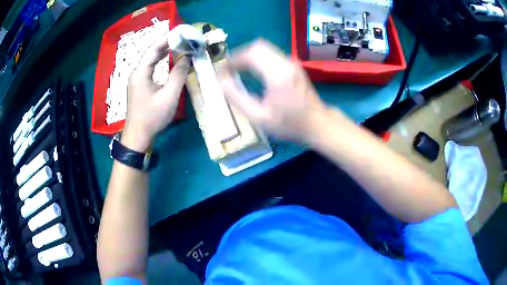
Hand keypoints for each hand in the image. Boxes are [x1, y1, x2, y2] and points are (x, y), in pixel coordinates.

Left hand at [122, 36, 189, 151]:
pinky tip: (168, 59)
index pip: (154, 48)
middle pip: (151, 52)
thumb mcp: (169, 95)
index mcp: (140, 72)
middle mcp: (136, 72)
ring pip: (150, 59)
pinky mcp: (139, 85)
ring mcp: (136, 79)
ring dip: (163, 51)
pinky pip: (150, 67)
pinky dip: (160, 61)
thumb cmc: (152, 117)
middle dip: (167, 43)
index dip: (168, 38)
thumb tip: (187, 57)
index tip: (182, 33)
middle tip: (184, 38)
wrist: (138, 136)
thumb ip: (179, 74)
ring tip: (179, 45)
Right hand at [218, 40, 329, 142]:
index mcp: (277, 74)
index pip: (249, 55)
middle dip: (239, 55)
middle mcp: (285, 62)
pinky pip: (271, 53)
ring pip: (264, 48)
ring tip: (237, 70)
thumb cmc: (288, 124)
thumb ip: (237, 97)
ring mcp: (292, 62)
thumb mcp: (258, 117)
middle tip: (228, 69)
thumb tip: (221, 80)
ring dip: (248, 55)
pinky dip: (258, 58)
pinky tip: (252, 70)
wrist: (318, 123)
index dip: (231, 60)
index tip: (221, 71)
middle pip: (256, 46)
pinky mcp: (294, 64)